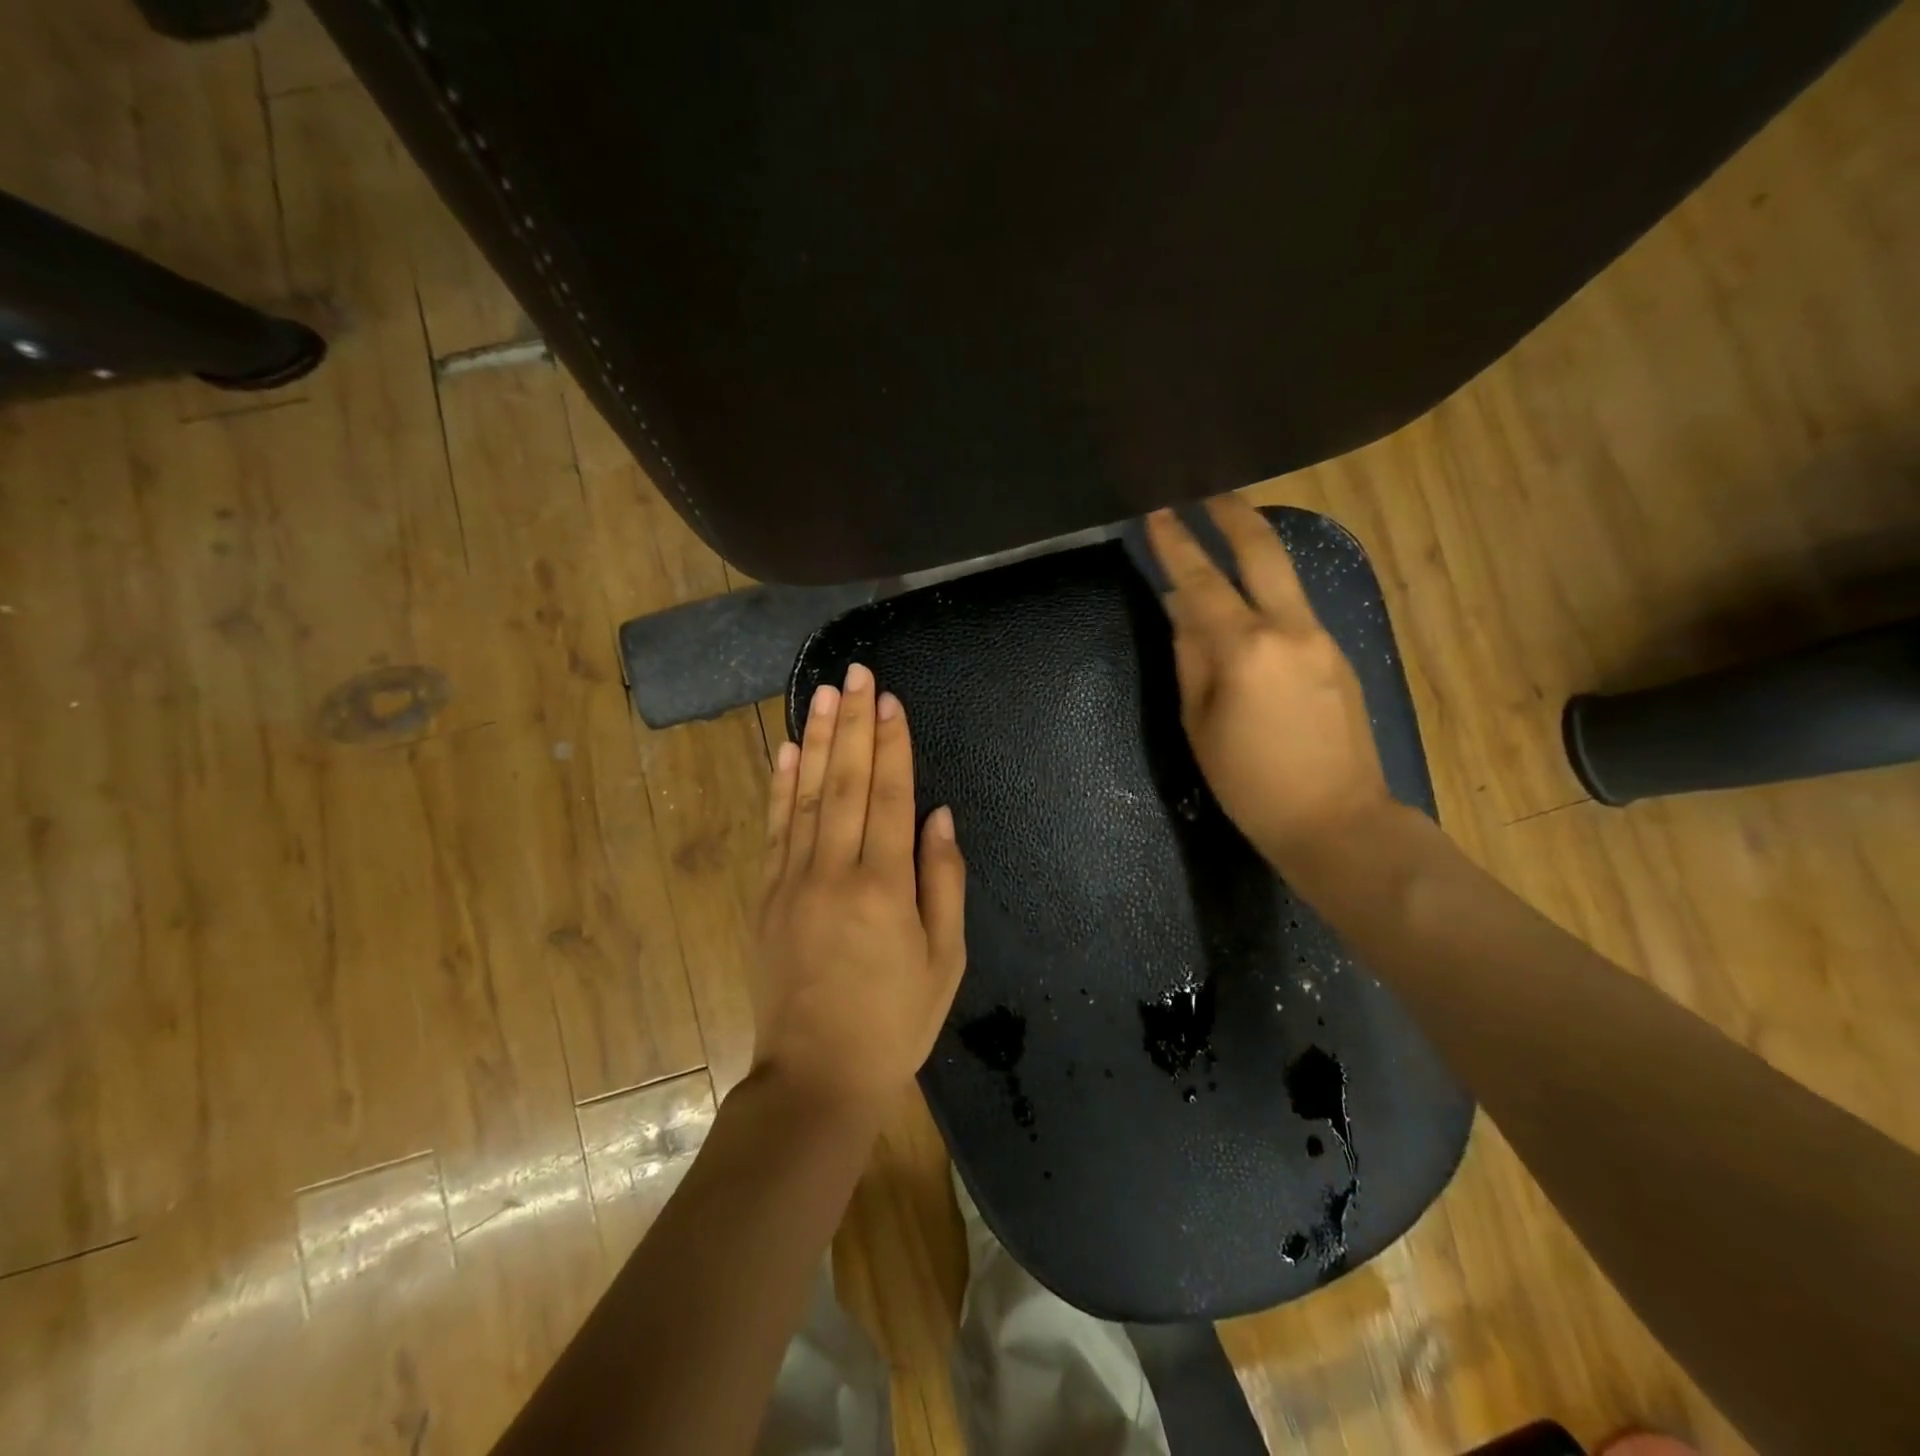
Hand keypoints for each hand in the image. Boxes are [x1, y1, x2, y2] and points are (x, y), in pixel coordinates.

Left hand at [752, 663, 967, 1121]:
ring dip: (816, 740)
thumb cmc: (894, 1022)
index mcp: (884, 886)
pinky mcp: (766, 896)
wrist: (816, 1077)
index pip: (889, 796)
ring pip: (805, 795)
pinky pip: (775, 829)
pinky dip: (780, 786)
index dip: (892, 744)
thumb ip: (944, 882)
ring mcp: (792, 881)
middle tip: (856, 673)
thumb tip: (941, 817)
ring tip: (823, 694)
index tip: (890, 699)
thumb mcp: (944, 961)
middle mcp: (834, 871)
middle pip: (844, 782)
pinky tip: (785, 751)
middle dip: (853, 723)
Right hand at [1146, 495, 1392, 868]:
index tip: (1156, 510)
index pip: (1200, 582)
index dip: (1175, 543)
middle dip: (1232, 512)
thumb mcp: (1199, 725)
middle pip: (1262, 551)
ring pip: (1285, 575)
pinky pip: (1296, 608)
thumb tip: (1181, 611)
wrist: (1337, 820)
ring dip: (1254, 546)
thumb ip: (1189, 659)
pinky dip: (1268, 590)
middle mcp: (1290, 629)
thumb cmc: (1250, 783)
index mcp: (1245, 650)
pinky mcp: (1339, 653)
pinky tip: (1250, 600)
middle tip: (1207, 487)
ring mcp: (1322, 638)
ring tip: (1225, 529)